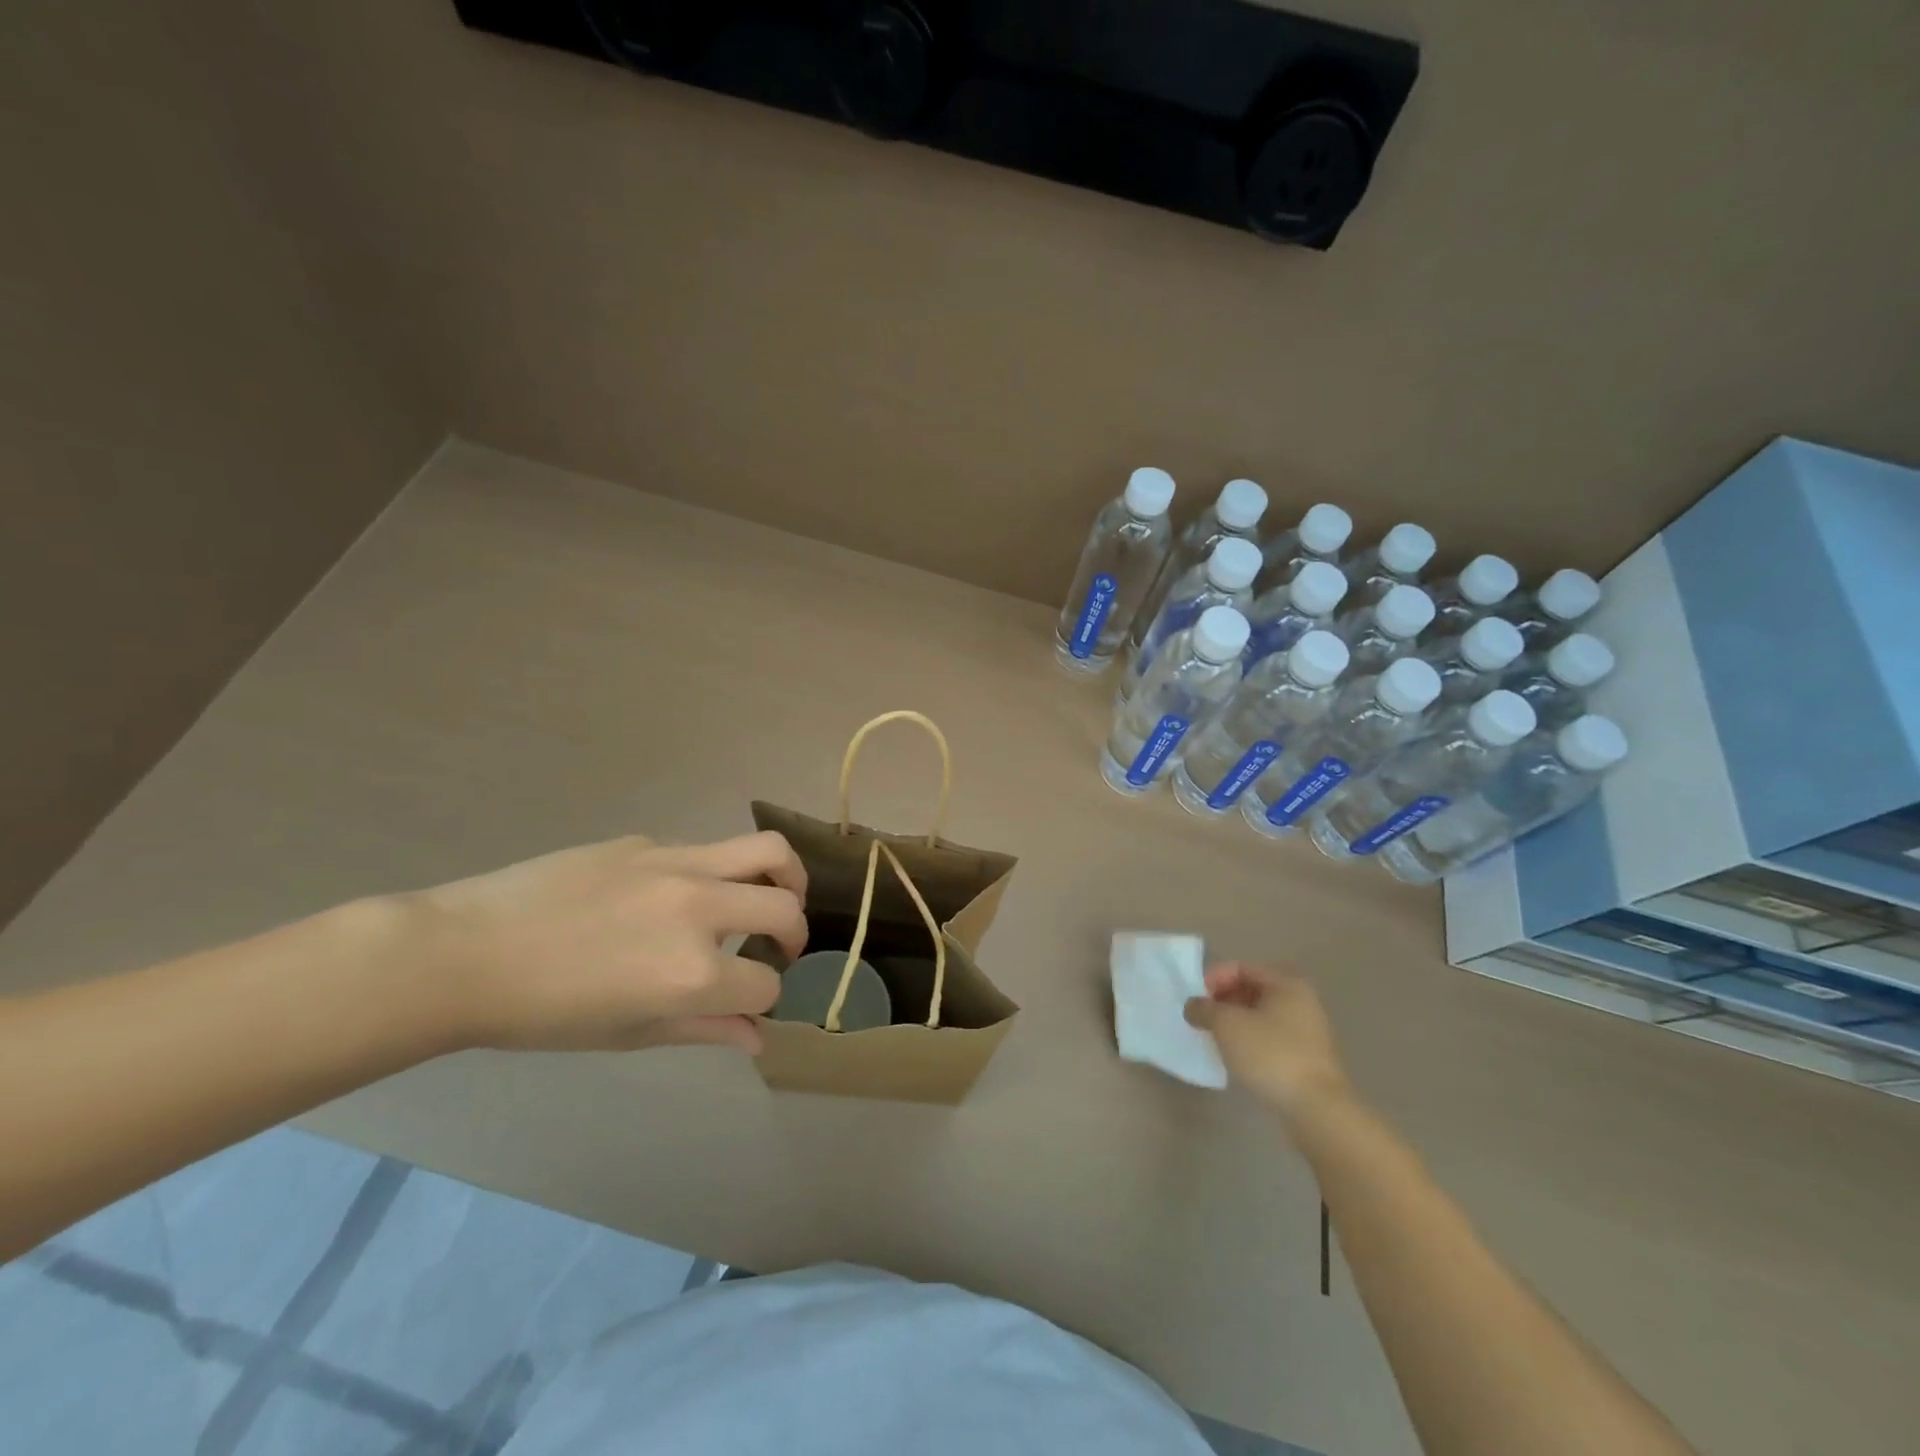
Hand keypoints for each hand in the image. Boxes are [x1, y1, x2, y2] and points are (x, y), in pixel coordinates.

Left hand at [409, 831, 807, 1054]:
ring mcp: (676, 865)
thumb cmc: (542, 1014)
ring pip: (767, 850)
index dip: (762, 998)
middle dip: (795, 934)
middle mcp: (699, 910)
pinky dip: (716, 873)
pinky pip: (705, 851)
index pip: (765, 984)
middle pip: (785, 908)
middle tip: (781, 945)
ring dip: (787, 876)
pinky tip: (679, 895)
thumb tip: (757, 1037)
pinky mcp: (649, 841)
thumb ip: (704, 1030)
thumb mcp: (629, 1033)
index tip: (745, 1002)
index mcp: (691, 973)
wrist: (464, 953)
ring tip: (778, 892)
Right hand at [1185, 963, 1351, 1118]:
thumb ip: (1204, 1009)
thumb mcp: (1227, 1025)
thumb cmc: (1271, 1055)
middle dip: (1222, 1001)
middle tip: (1202, 1019)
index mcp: (1286, 984)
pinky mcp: (1306, 1059)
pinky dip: (1249, 1042)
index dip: (1213, 979)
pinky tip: (1235, 1058)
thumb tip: (1193, 1006)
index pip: (1241, 968)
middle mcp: (1301, 1001)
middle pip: (1251, 990)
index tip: (1195, 1001)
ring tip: (1214, 1039)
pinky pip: (1270, 1039)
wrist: (1317, 1111)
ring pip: (1260, 1016)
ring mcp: (1307, 1032)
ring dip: (1234, 1023)